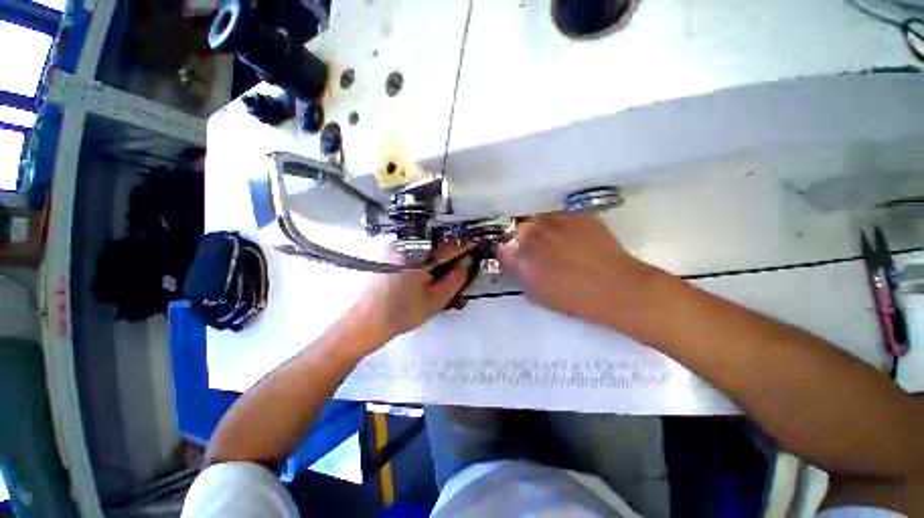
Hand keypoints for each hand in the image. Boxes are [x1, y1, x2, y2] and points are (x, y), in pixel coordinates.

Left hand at [348, 244, 472, 345]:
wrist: (367, 321)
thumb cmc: (403, 313)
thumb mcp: (436, 300)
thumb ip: (456, 278)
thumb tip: (467, 261)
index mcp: (417, 256)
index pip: (447, 246)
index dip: (465, 245)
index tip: (478, 243)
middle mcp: (405, 244)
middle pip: (437, 243)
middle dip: (452, 249)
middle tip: (465, 259)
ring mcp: (396, 246)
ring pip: (427, 245)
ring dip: (440, 252)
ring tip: (451, 265)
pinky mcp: (391, 251)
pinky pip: (417, 248)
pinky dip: (428, 254)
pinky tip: (432, 267)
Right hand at [497, 213, 658, 326]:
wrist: (616, 289)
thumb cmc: (573, 298)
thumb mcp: (537, 294)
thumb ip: (520, 275)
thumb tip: (513, 262)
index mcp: (523, 258)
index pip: (503, 249)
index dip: (507, 252)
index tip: (514, 257)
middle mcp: (535, 236)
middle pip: (519, 229)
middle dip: (523, 238)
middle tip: (535, 248)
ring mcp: (556, 222)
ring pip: (538, 218)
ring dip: (540, 227)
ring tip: (552, 238)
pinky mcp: (577, 216)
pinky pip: (559, 214)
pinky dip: (559, 222)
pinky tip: (569, 233)